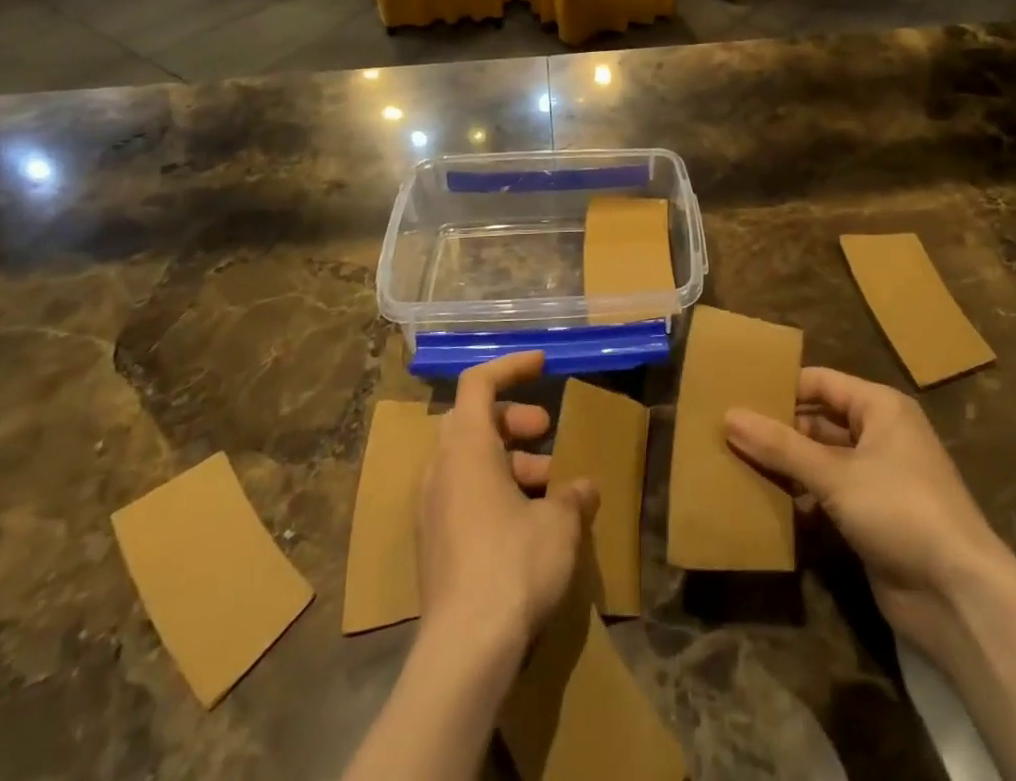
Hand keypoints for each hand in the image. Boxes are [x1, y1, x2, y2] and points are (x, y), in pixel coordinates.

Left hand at [417, 352, 599, 663]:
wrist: (464, 650)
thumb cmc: (514, 565)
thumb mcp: (558, 524)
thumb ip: (571, 496)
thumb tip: (583, 489)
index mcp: (466, 448)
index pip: (479, 383)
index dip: (511, 366)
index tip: (543, 365)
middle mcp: (441, 469)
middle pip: (472, 420)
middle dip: (513, 420)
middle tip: (546, 432)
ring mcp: (431, 509)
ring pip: (468, 460)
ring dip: (508, 460)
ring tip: (549, 486)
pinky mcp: (433, 545)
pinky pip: (462, 495)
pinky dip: (494, 490)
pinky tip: (528, 522)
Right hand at [725, 367, 1006, 651]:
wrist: (959, 596)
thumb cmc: (900, 509)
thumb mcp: (835, 474)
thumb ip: (781, 446)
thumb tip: (729, 416)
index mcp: (879, 408)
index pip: (820, 383)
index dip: (781, 387)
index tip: (736, 393)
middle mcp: (879, 435)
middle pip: (818, 422)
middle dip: (777, 429)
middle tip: (727, 432)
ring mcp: (876, 479)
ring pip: (820, 460)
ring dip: (785, 466)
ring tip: (734, 464)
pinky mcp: (871, 518)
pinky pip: (827, 495)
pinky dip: (800, 498)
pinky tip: (765, 504)